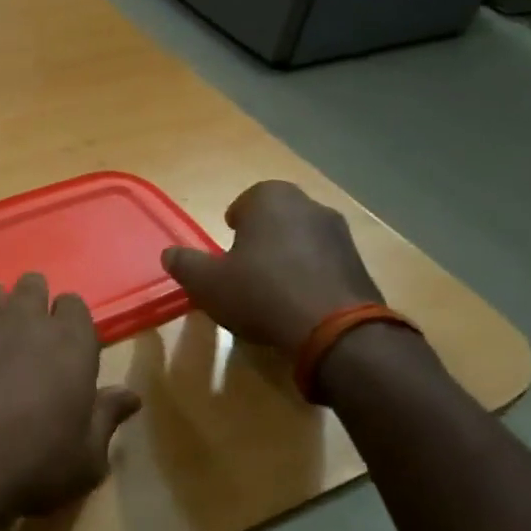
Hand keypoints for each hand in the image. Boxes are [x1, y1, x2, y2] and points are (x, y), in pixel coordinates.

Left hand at [0, 273, 140, 528]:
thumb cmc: (31, 466)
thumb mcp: (85, 459)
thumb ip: (106, 418)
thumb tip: (130, 395)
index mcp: (69, 343)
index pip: (75, 305)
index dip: (71, 321)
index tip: (68, 346)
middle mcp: (25, 321)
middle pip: (34, 286)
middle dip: (36, 301)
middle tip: (32, 335)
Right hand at [161, 181, 381, 351]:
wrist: (335, 330)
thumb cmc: (261, 292)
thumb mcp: (207, 282)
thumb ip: (185, 264)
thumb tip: (169, 255)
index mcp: (272, 199)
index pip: (247, 200)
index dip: (235, 223)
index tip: (227, 246)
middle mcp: (310, 206)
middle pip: (277, 218)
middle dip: (262, 237)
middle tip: (245, 267)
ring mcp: (341, 235)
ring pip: (303, 239)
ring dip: (288, 256)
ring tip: (271, 289)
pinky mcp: (360, 265)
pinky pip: (324, 263)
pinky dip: (311, 276)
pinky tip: (298, 304)